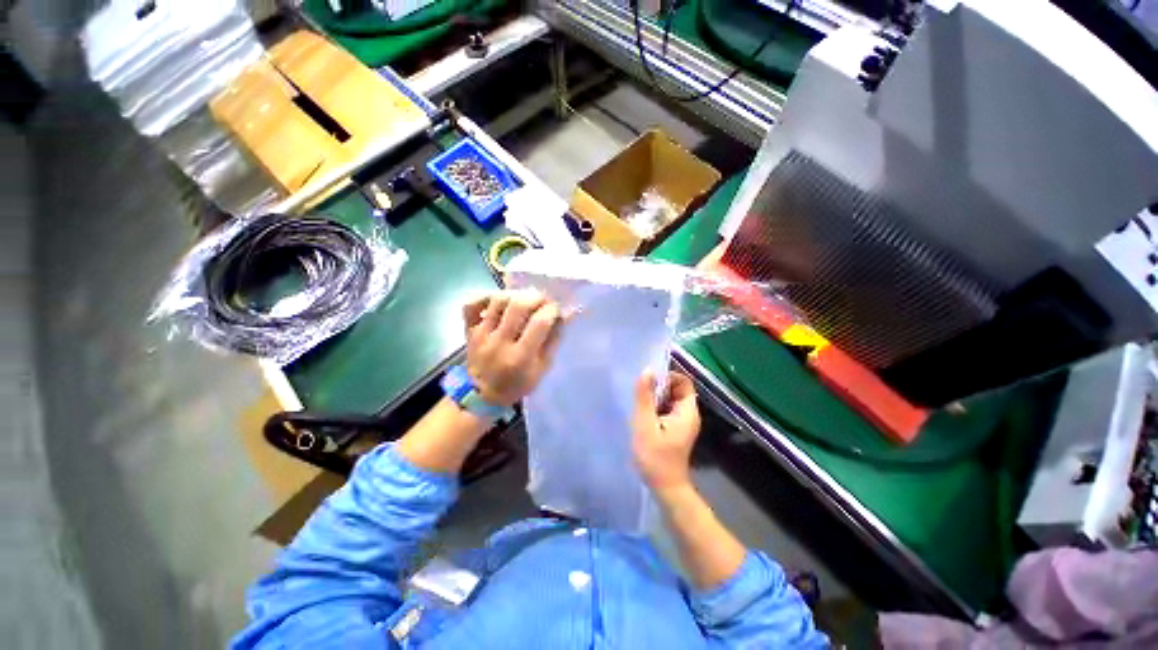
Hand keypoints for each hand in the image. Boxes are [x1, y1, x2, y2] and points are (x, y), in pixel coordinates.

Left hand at [462, 289, 562, 406]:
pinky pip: (471, 304)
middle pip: (518, 306)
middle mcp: (500, 343)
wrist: (483, 395)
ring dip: (516, 294)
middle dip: (536, 297)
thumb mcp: (543, 368)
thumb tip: (565, 314)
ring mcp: (481, 335)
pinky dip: (485, 296)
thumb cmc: (518, 383)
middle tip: (543, 299)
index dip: (552, 310)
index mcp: (521, 357)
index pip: (540, 322)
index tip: (556, 309)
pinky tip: (498, 300)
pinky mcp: (468, 330)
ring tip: (524, 298)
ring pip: (497, 300)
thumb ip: (554, 339)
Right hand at [632, 370, 701, 491]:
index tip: (649, 384)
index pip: (683, 381)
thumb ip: (645, 397)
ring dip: (655, 398)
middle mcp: (688, 414)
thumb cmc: (655, 457)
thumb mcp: (645, 424)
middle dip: (658, 388)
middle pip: (676, 389)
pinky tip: (643, 417)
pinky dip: (655, 408)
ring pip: (670, 399)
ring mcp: (682, 422)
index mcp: (687, 411)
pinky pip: (666, 409)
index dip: (667, 377)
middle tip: (641, 396)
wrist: (664, 487)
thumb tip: (647, 370)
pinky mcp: (675, 429)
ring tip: (640, 406)